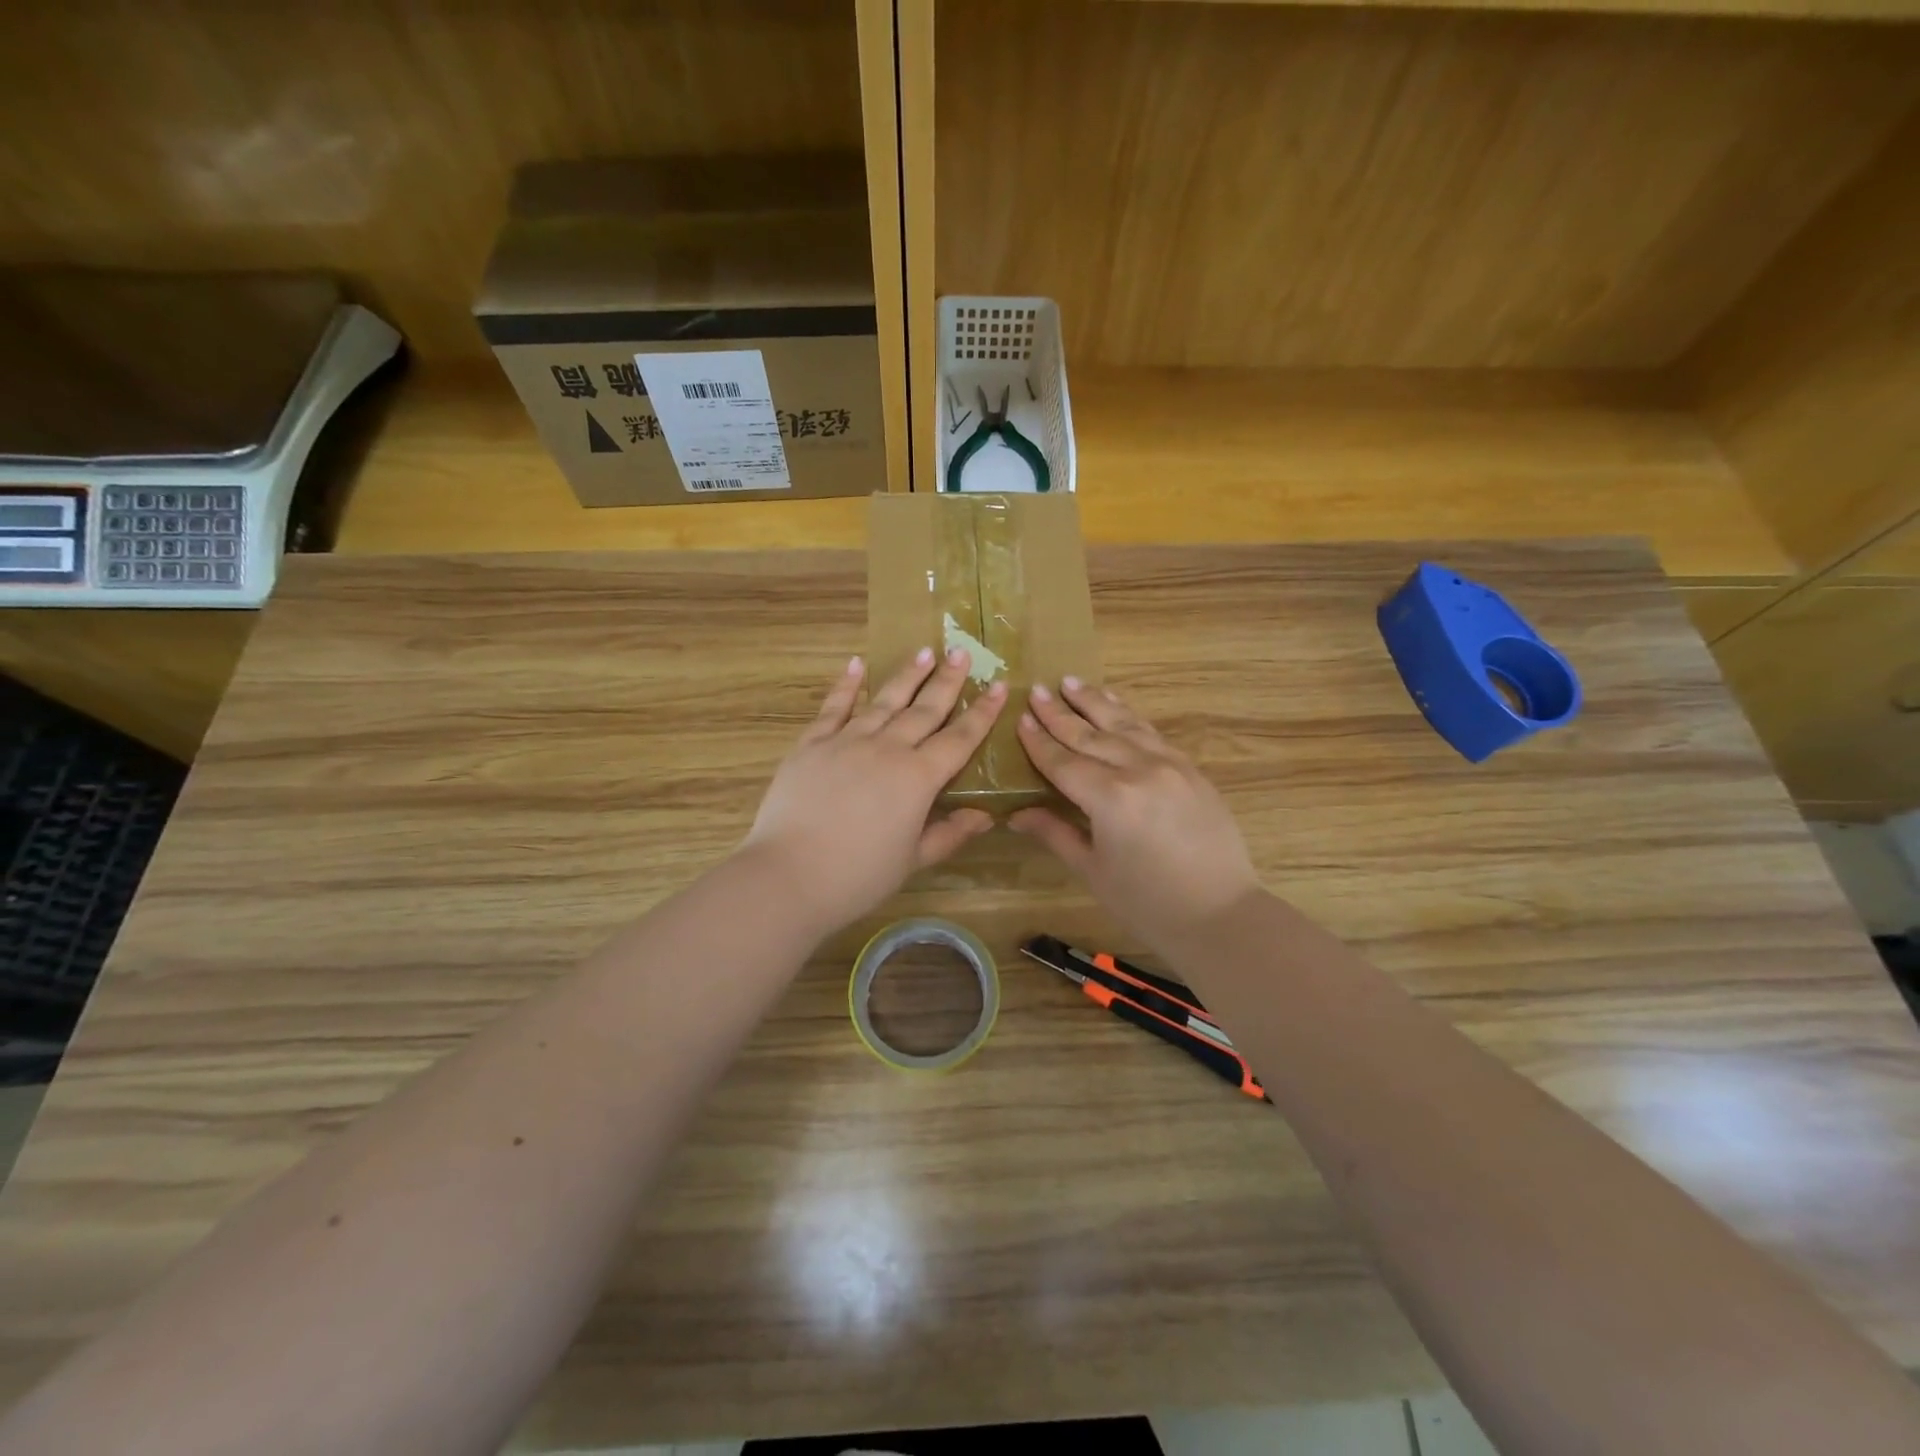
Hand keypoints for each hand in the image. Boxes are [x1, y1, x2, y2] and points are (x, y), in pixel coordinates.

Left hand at [742, 648, 1006, 935]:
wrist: (790, 875)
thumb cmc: (858, 876)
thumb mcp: (913, 860)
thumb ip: (950, 834)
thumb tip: (986, 816)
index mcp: (918, 778)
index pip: (959, 739)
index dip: (982, 713)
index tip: (999, 686)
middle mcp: (887, 749)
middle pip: (924, 709)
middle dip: (947, 680)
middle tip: (962, 652)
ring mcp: (846, 742)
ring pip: (884, 701)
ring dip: (906, 675)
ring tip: (925, 651)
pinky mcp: (811, 745)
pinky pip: (833, 708)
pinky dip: (846, 685)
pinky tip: (856, 664)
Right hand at [1010, 678, 1259, 949]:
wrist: (1220, 915)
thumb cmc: (1147, 904)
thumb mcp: (1093, 871)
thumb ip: (1055, 833)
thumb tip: (1016, 814)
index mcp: (1110, 798)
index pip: (1063, 762)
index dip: (1039, 741)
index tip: (1021, 718)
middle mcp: (1139, 771)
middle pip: (1091, 735)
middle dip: (1060, 713)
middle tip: (1038, 690)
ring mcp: (1170, 766)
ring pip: (1125, 724)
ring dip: (1096, 702)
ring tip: (1072, 682)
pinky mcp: (1191, 770)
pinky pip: (1153, 734)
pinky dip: (1129, 717)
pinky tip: (1117, 708)